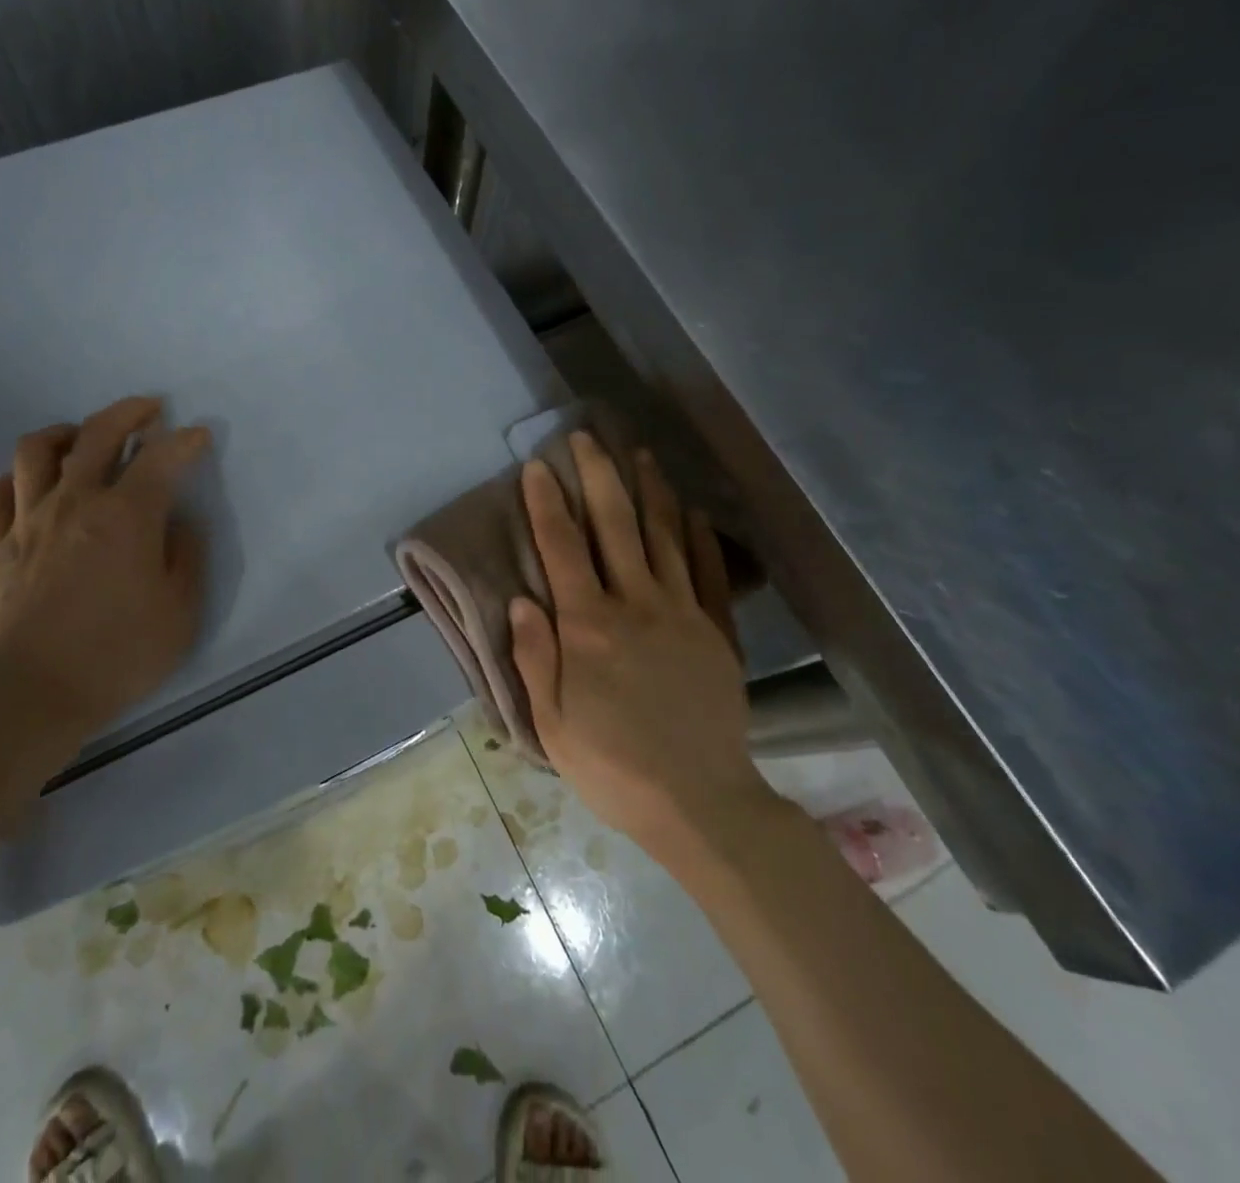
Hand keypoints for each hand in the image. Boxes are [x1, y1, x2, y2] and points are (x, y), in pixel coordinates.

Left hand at [0, 397, 209, 758]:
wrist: (36, 693)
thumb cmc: (120, 654)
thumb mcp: (182, 611)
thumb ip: (187, 556)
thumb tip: (180, 524)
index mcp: (127, 516)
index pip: (161, 458)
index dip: (185, 441)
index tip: (198, 435)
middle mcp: (76, 502)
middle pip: (98, 434)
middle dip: (129, 413)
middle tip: (149, 410)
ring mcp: (30, 520)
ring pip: (39, 449)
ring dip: (68, 432)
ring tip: (85, 437)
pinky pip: (0, 491)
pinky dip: (22, 475)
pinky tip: (36, 483)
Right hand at [509, 432, 772, 865]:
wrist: (700, 804)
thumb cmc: (613, 767)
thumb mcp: (552, 724)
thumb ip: (535, 657)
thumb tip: (523, 599)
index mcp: (588, 627)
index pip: (562, 549)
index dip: (546, 503)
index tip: (537, 466)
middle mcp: (635, 605)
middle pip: (614, 527)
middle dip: (597, 476)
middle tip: (587, 437)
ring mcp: (682, 614)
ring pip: (664, 537)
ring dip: (649, 492)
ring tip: (639, 454)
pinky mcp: (716, 632)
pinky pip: (707, 573)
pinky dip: (698, 537)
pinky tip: (690, 511)